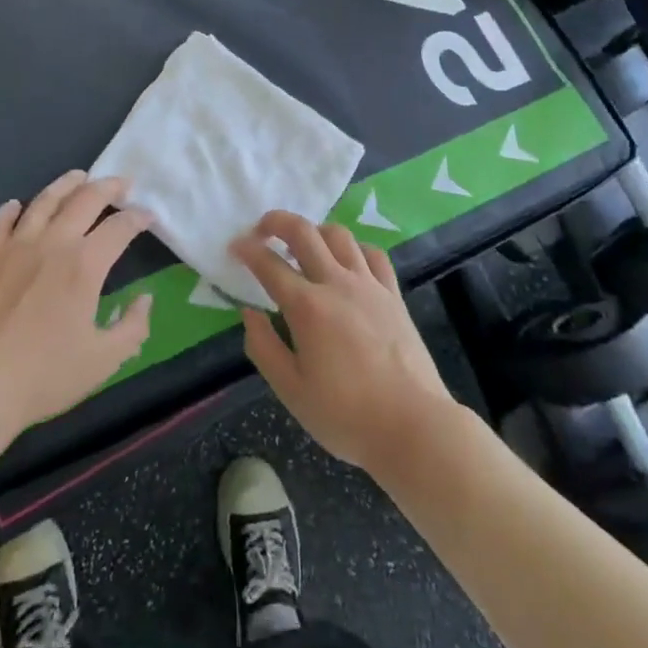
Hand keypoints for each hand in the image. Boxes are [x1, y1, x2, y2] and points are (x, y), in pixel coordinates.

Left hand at [0, 171, 152, 445]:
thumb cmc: (42, 375)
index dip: (138, 218)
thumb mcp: (103, 361)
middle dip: (108, 187)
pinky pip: (1, 222)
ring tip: (79, 176)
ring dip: (66, 185)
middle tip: (121, 182)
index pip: (119, 228)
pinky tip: (17, 205)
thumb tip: (144, 300)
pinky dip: (12, 209)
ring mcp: (15, 247)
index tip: (148, 216)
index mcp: (85, 265)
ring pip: (44, 201)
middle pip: (84, 200)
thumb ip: (133, 328)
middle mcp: (53, 244)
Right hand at [231, 212, 457, 473]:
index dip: (247, 250)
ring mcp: (369, 285)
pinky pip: (372, 254)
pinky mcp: (393, 294)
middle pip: (304, 233)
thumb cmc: (346, 415)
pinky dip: (353, 248)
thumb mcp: (291, 390)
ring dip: (315, 231)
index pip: (269, 265)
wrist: (413, 425)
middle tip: (262, 229)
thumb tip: (250, 313)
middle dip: (277, 222)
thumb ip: (264, 347)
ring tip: (304, 244)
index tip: (234, 246)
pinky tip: (347, 261)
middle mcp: (337, 284)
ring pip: (339, 235)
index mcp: (307, 307)